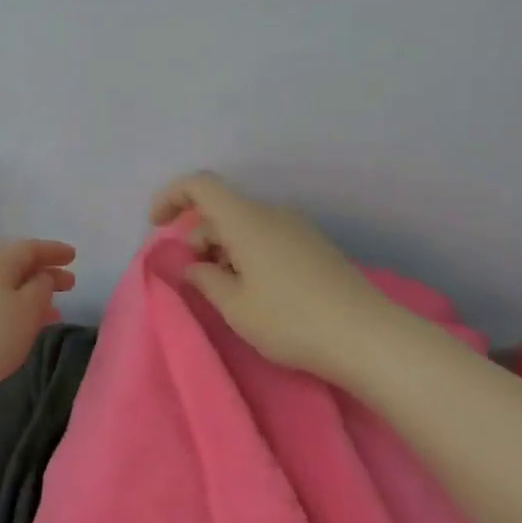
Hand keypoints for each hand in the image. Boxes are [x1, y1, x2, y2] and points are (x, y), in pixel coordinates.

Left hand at [0, 239, 76, 421]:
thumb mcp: (28, 307)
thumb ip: (41, 288)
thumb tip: (42, 277)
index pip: (29, 248)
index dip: (53, 251)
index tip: (74, 256)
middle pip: (17, 269)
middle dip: (45, 274)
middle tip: (70, 284)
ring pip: (7, 292)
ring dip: (32, 298)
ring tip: (55, 311)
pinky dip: (18, 315)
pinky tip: (27, 330)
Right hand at [151, 173, 392, 381]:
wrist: (365, 336)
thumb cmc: (290, 321)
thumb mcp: (235, 307)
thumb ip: (205, 279)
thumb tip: (194, 265)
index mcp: (247, 220)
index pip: (201, 186)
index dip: (172, 197)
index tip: (156, 225)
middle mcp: (273, 214)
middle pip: (223, 211)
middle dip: (198, 238)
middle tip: (195, 281)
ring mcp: (298, 229)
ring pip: (246, 227)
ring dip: (224, 251)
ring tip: (226, 294)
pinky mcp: (314, 247)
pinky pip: (268, 238)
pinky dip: (248, 255)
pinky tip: (255, 293)